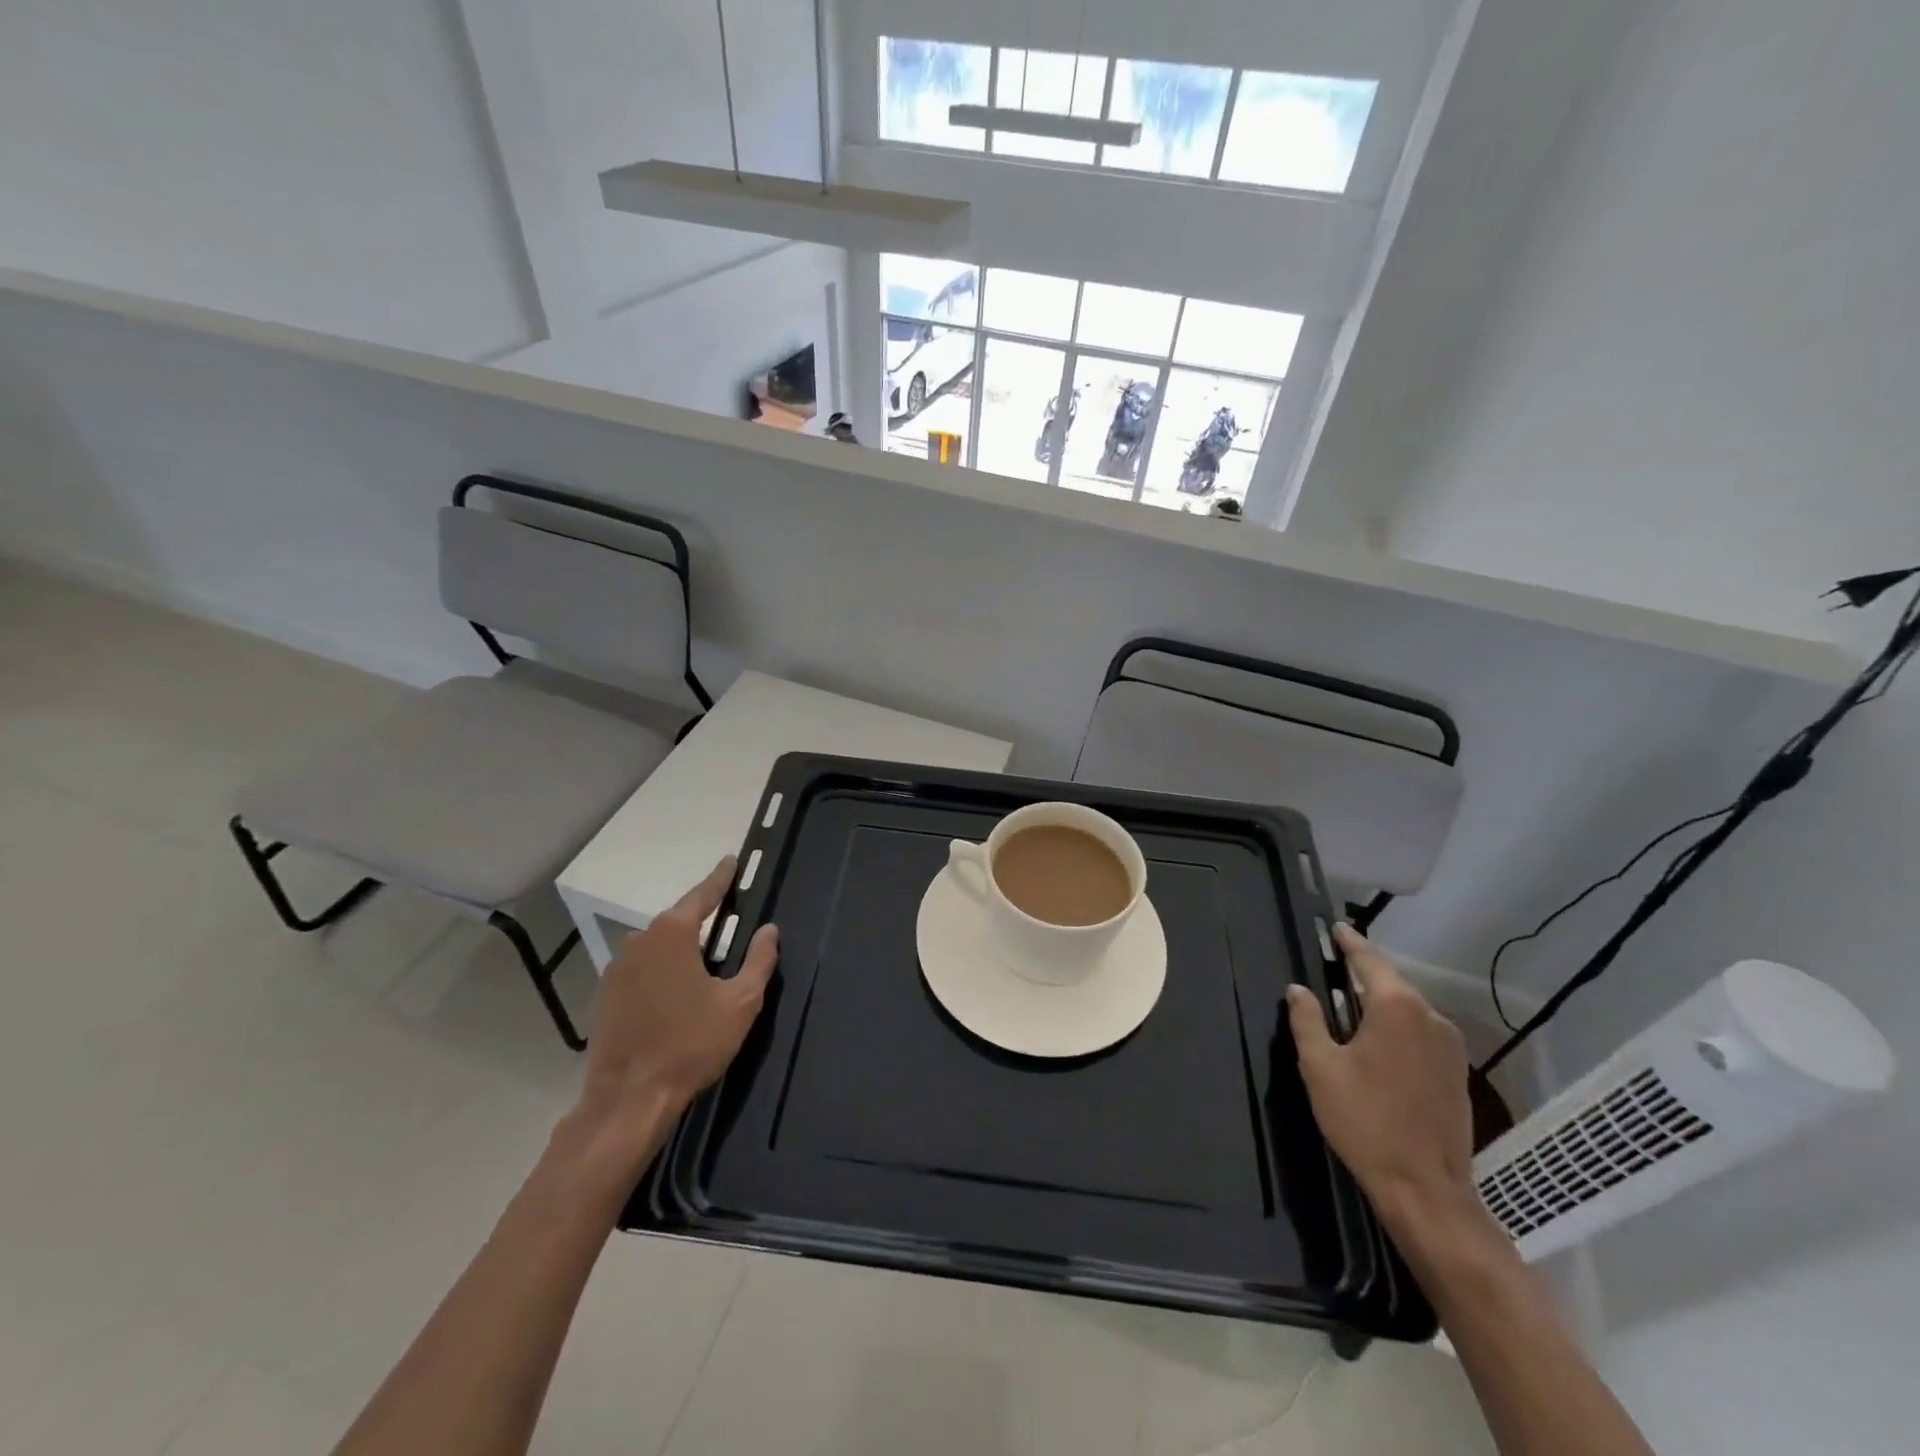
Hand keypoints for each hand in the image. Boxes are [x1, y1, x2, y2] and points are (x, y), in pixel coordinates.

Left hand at [572, 857, 777, 1143]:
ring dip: (679, 950)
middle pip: (678, 922)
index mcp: (673, 934)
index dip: (721, 878)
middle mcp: (639, 941)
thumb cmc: (690, 1044)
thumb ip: (759, 960)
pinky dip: (659, 973)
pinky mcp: (604, 996)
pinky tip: (673, 996)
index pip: (703, 895)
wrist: (628, 1099)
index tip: (731, 861)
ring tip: (702, 967)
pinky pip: (640, 970)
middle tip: (725, 925)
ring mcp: (616, 969)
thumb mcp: (740, 1003)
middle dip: (701, 921)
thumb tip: (769, 930)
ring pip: (657, 947)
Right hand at [1286, 923, 1474, 1225]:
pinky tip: (1378, 1044)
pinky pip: (1422, 1033)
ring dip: (1381, 1004)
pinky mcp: (1458, 1074)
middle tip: (1335, 967)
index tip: (1336, 927)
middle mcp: (1431, 1017)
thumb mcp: (1320, 1067)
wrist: (1426, 1190)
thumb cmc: (1365, 1120)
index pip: (1369, 960)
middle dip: (1364, 974)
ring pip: (1409, 1010)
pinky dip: (1398, 1028)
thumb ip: (1307, 1020)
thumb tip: (1299, 989)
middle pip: (1392, 983)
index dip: (1350, 942)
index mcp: (1397, 1007)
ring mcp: (1451, 1047)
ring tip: (1351, 1007)